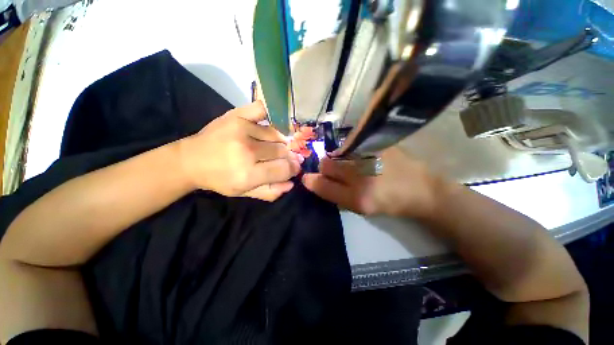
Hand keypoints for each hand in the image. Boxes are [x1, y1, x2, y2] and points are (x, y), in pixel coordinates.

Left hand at [179, 101, 302, 200]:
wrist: (191, 160)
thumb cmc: (220, 179)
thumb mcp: (244, 193)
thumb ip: (270, 192)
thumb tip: (291, 183)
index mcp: (248, 174)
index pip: (283, 169)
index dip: (293, 169)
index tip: (295, 167)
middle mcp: (247, 151)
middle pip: (282, 151)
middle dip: (288, 156)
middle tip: (288, 157)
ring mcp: (242, 130)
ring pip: (276, 134)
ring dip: (281, 141)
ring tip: (278, 146)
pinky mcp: (236, 115)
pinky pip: (263, 109)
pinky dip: (272, 114)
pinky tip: (274, 124)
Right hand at [302, 146, 439, 217]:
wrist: (421, 188)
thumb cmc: (389, 202)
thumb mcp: (360, 207)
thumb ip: (335, 194)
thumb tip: (315, 180)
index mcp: (357, 197)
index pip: (322, 184)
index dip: (312, 181)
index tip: (308, 178)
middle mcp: (360, 174)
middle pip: (326, 163)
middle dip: (325, 168)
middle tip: (335, 171)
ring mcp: (368, 155)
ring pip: (337, 154)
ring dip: (337, 160)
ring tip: (350, 165)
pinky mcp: (376, 144)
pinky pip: (351, 147)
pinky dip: (349, 152)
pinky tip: (360, 157)